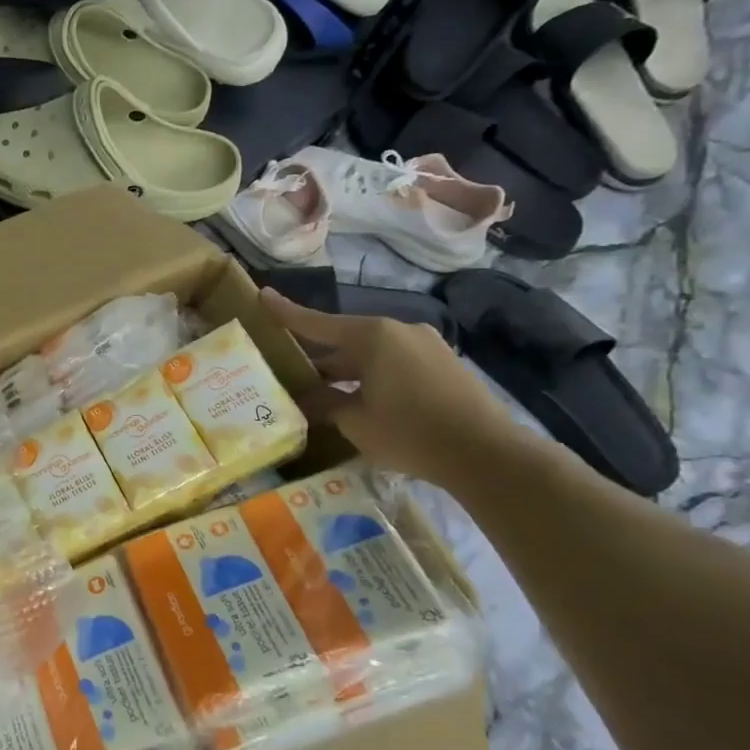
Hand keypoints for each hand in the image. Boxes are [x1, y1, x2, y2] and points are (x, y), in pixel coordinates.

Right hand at [261, 289, 529, 488]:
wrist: (487, 453)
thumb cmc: (410, 432)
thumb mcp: (355, 421)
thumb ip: (325, 403)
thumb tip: (304, 398)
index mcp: (372, 336)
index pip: (317, 323)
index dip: (286, 312)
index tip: (262, 295)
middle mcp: (399, 331)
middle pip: (345, 340)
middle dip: (317, 357)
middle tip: (288, 371)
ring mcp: (425, 345)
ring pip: (370, 354)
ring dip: (346, 371)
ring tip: (322, 392)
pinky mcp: (442, 364)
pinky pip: (394, 363)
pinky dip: (372, 376)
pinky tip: (360, 399)